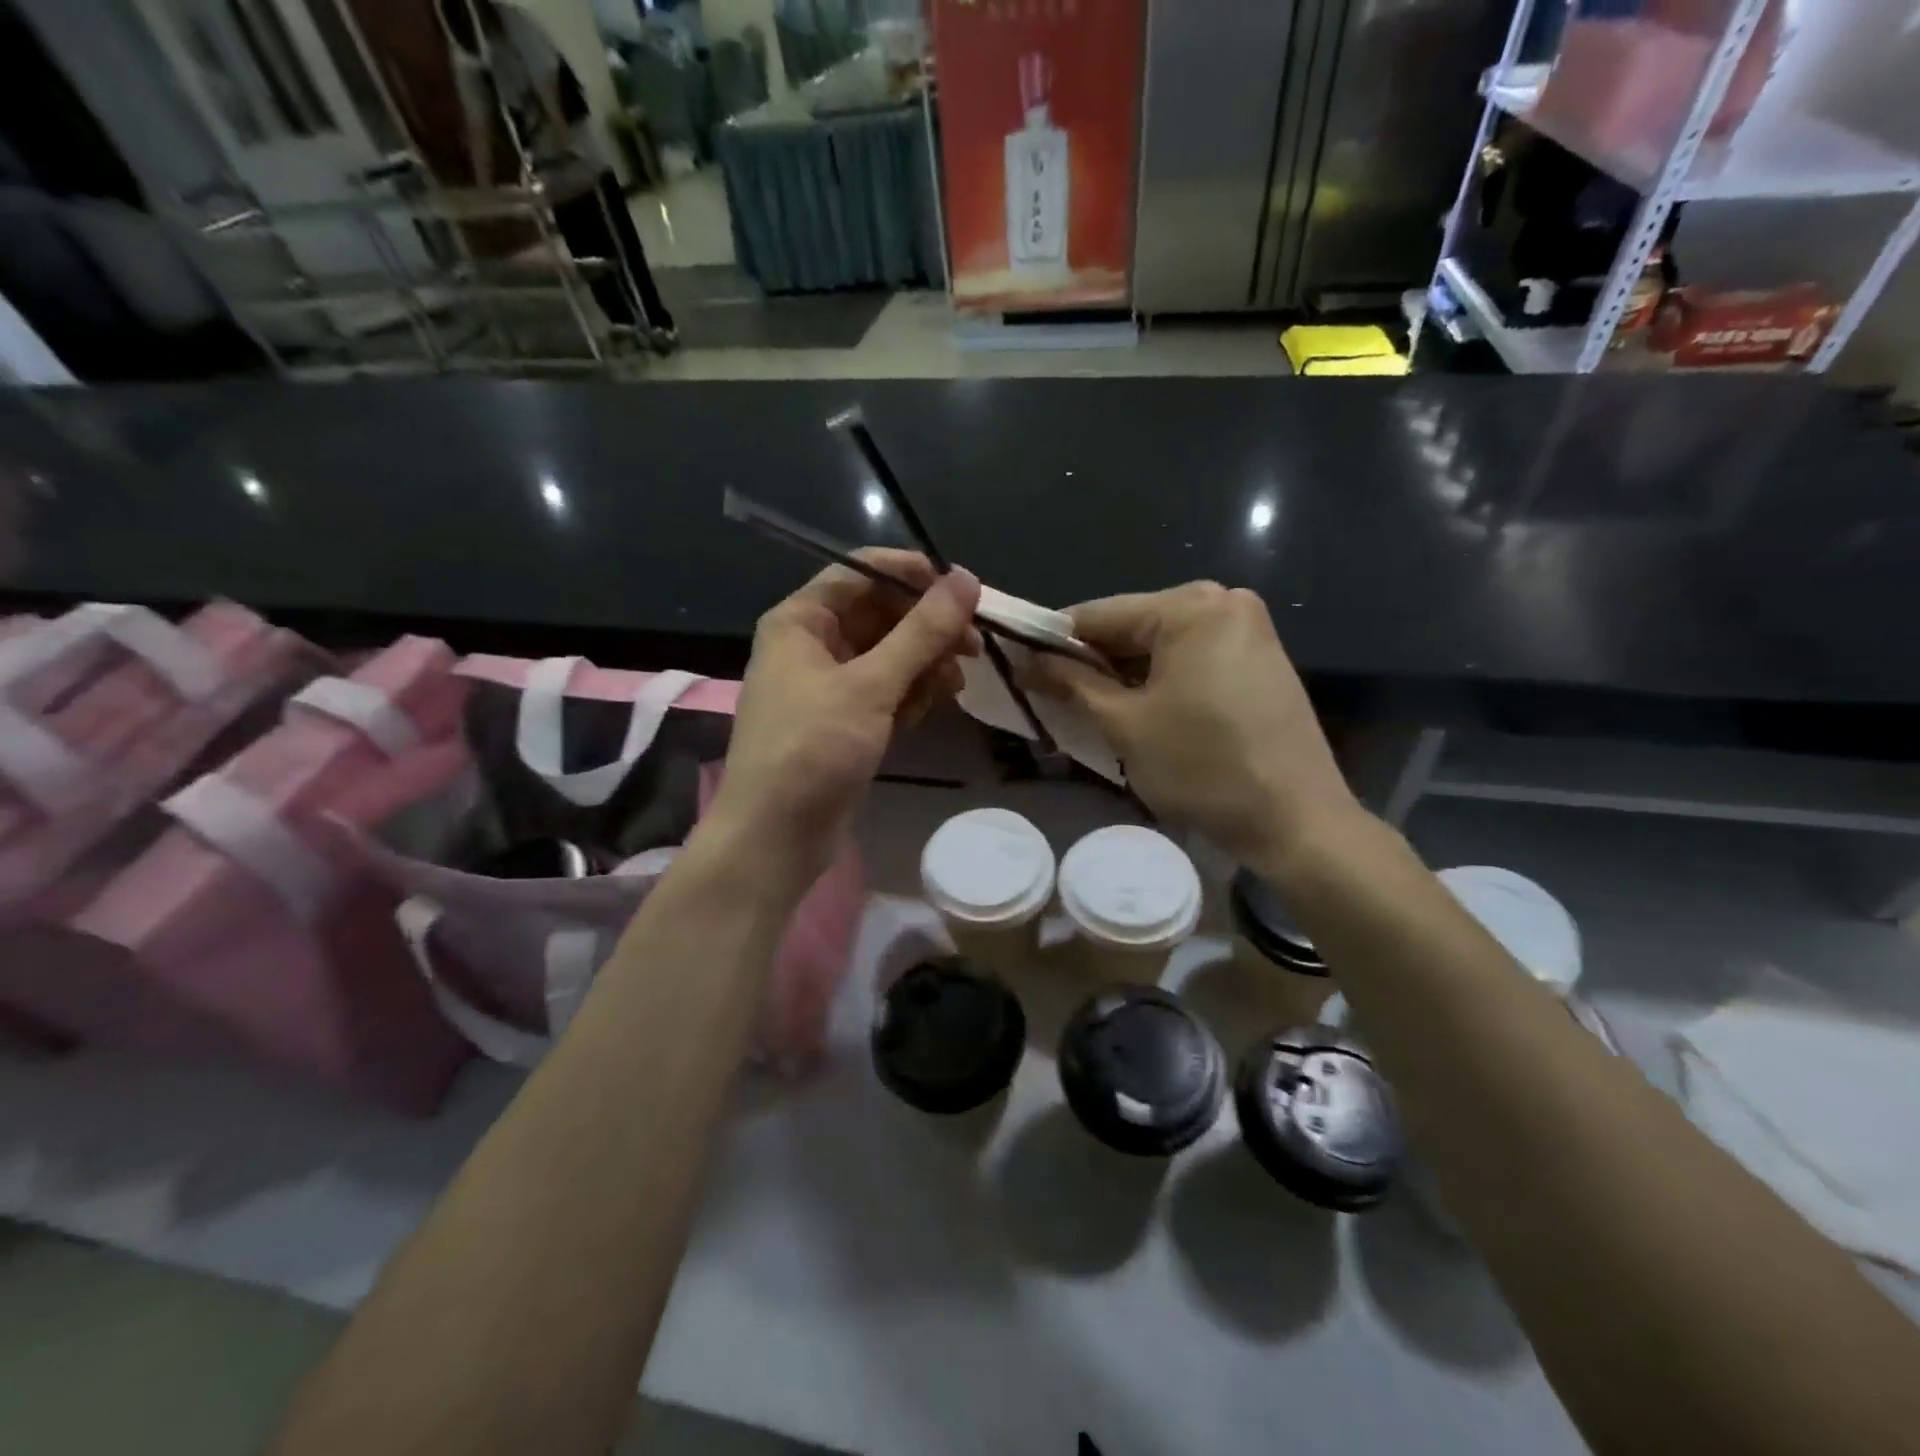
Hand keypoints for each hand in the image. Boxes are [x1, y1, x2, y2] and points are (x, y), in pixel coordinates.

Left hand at [706, 551, 980, 885]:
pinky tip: (933, 706)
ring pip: (889, 656)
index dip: (913, 575)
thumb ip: (921, 632)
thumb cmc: (812, 748)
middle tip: (974, 644)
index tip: (963, 589)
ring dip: (925, 664)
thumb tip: (966, 578)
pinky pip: (886, 691)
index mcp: (802, 621)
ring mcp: (829, 686)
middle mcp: (812, 645)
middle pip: (880, 615)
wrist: (775, 836)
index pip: (861, 573)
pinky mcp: (845, 721)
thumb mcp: (870, 685)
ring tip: (955, 683)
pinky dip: (911, 694)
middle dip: (926, 627)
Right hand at [1030, 582, 1361, 867]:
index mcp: (1190, 606)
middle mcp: (1224, 601)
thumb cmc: (1202, 767)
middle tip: (1053, 696)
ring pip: (1163, 645)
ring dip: (1125, 674)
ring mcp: (1249, 630)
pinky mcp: (1262, 659)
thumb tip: (1027, 663)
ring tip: (1090, 708)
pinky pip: (1193, 659)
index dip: (1053, 642)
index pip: (1099, 614)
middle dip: (1093, 661)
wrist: (1296, 820)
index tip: (1020, 667)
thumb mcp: (1124, 724)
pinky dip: (1161, 680)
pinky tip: (1141, 711)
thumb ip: (1071, 684)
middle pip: (1134, 626)